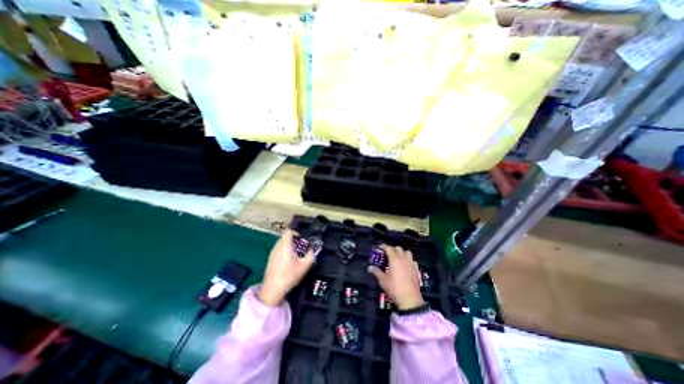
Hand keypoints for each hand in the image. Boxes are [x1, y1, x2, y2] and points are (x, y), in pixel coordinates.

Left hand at [259, 229, 314, 306]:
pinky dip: (285, 250)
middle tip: (303, 244)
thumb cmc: (289, 276)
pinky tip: (290, 259)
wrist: (272, 290)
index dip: (296, 231)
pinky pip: (279, 248)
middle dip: (295, 238)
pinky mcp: (271, 258)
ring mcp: (273, 252)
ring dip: (290, 244)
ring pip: (282, 242)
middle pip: (286, 236)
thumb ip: (311, 254)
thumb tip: (313, 247)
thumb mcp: (304, 266)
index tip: (303, 236)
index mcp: (285, 245)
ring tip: (298, 252)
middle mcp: (277, 246)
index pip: (288, 230)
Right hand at [368, 244, 422, 309]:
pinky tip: (405, 265)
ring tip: (397, 258)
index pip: (389, 248)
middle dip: (392, 249)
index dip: (383, 246)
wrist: (410, 299)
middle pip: (398, 248)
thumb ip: (376, 272)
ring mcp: (411, 263)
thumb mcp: (383, 280)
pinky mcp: (416, 269)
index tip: (379, 247)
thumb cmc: (394, 288)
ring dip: (402, 253)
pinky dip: (408, 260)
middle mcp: (403, 258)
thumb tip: (370, 267)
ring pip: (407, 252)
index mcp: (394, 259)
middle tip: (387, 254)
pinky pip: (412, 260)